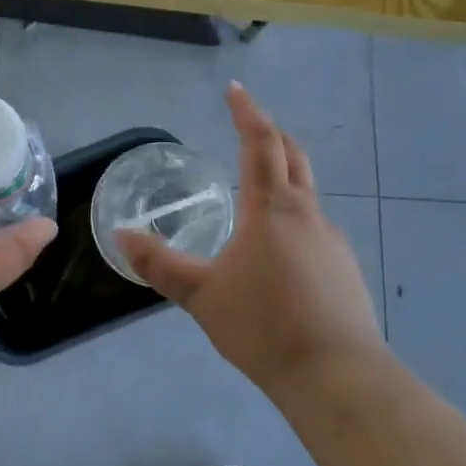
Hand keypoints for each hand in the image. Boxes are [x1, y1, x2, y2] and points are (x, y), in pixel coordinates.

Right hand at [119, 84, 382, 396]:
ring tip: (258, 190)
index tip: (235, 90)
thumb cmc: (263, 326)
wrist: (337, 375)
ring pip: (307, 191)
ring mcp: (332, 239)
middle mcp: (307, 213)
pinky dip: (294, 215)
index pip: (260, 143)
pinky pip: (315, 225)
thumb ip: (159, 264)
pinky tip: (280, 250)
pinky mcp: (345, 267)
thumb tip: (121, 236)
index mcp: (271, 209)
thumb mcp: (201, 296)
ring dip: (284, 175)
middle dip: (271, 134)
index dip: (247, 113)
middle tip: (249, 126)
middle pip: (293, 155)